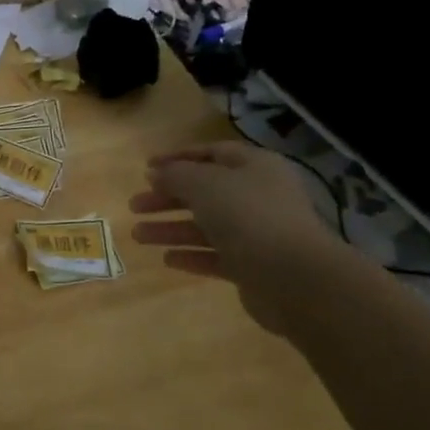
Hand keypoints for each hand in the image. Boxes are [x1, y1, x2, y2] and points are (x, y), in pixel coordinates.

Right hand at [130, 142, 340, 331]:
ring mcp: (258, 233)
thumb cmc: (248, 216)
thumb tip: (156, 174)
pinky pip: (216, 256)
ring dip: (171, 229)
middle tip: (135, 206)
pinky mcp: (253, 266)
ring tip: (137, 236)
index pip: (213, 153)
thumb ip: (175, 176)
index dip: (178, 157)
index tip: (146, 167)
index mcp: (255, 167)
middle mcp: (259, 196)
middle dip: (167, 198)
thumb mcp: (204, 185)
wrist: (294, 277)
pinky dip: (191, 256)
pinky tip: (166, 260)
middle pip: (205, 192)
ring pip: (207, 226)